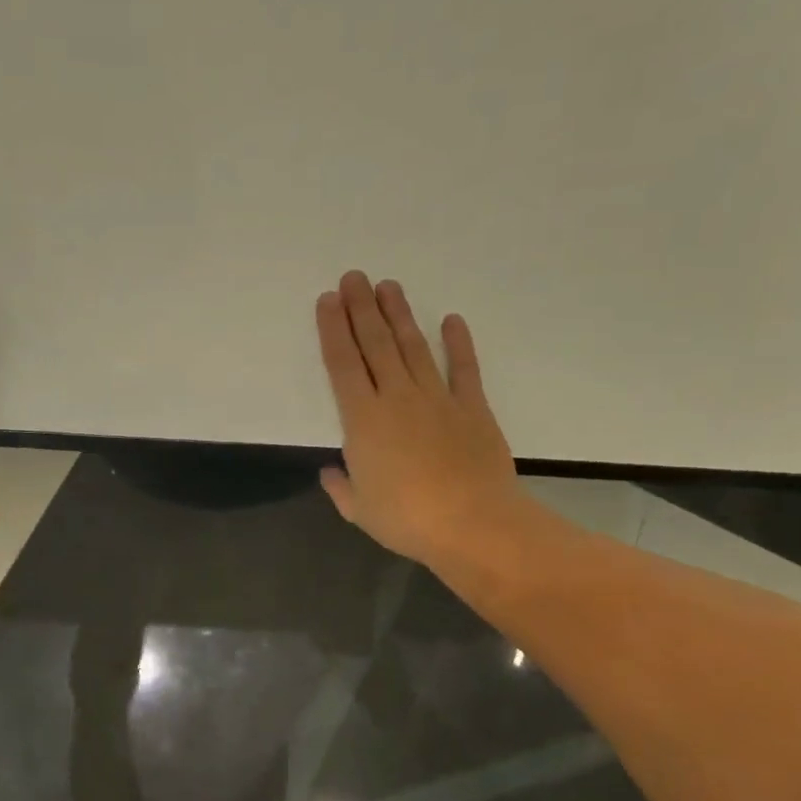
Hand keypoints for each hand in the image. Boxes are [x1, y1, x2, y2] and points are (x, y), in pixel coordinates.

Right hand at [316, 271, 522, 569]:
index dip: (333, 330)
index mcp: (364, 420)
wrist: (472, 523)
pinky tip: (451, 320)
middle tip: (354, 277)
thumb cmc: (408, 520)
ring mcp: (437, 398)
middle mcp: (397, 397)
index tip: (327, 301)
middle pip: (375, 344)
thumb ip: (342, 487)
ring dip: (399, 315)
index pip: (343, 365)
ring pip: (413, 347)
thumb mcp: (360, 511)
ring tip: (388, 286)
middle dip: (361, 308)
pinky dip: (458, 342)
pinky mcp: (472, 407)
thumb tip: (330, 471)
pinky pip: (463, 367)